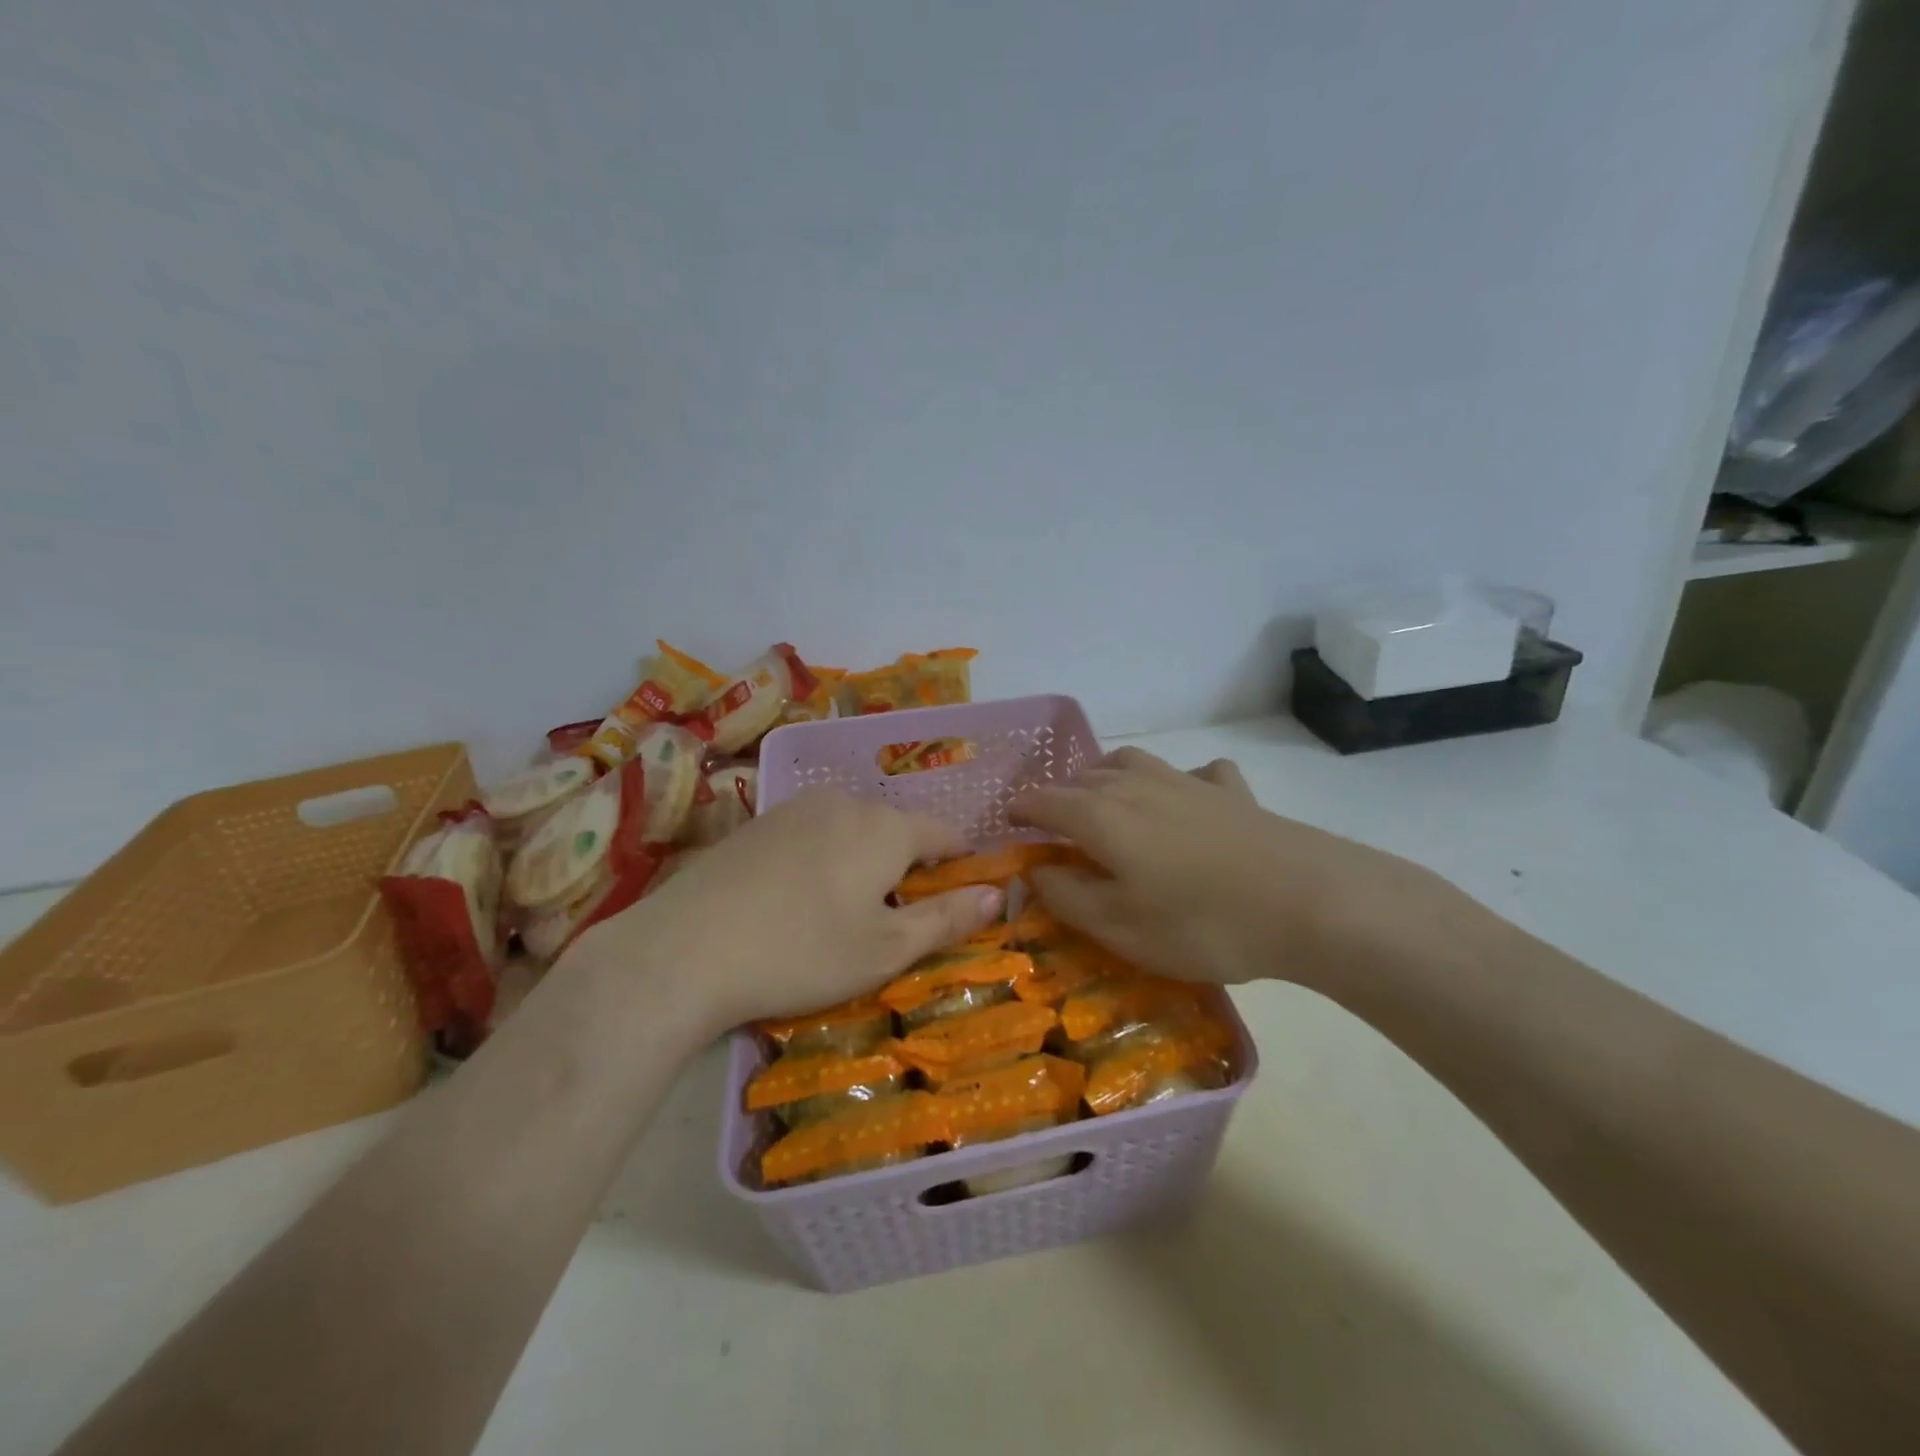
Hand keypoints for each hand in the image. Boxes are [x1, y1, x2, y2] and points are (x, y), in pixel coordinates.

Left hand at [569, 790, 1003, 1033]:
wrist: (683, 950)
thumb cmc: (802, 952)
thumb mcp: (886, 948)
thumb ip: (947, 918)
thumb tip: (999, 894)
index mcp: (886, 828)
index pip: (945, 834)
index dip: (961, 864)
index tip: (958, 899)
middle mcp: (845, 803)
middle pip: (896, 830)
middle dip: (908, 867)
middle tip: (895, 922)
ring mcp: (795, 808)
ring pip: (852, 830)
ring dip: (864, 863)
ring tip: (845, 914)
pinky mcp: (756, 823)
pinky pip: (812, 834)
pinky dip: (823, 860)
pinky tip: (796, 901)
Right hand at [1009, 747, 1466, 994]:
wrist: (1309, 901)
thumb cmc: (1202, 922)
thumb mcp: (1120, 926)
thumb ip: (1066, 896)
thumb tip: (1033, 869)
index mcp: (1099, 815)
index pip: (1041, 801)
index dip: (1018, 812)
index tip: (1006, 827)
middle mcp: (1134, 784)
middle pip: (1080, 778)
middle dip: (1058, 797)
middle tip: (1053, 830)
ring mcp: (1185, 781)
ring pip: (1128, 763)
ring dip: (1105, 780)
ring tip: (1105, 806)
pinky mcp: (1230, 790)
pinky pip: (1191, 774)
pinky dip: (1176, 784)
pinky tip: (1187, 803)